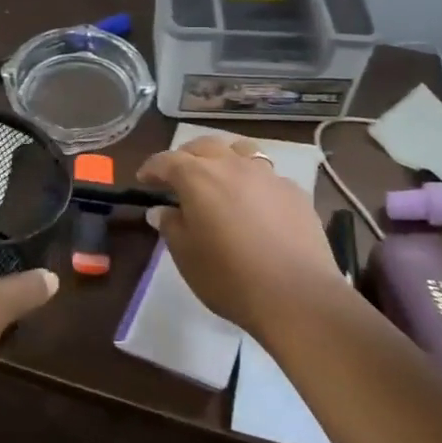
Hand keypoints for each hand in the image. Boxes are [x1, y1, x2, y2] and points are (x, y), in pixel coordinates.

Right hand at [137, 135, 346, 333]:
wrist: (297, 296)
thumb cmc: (230, 278)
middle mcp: (233, 166)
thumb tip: (162, 210)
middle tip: (178, 176)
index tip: (144, 180)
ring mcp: (268, 175)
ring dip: (223, 158)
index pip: (167, 161)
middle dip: (186, 157)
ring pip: (240, 151)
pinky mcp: (294, 192)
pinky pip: (267, 176)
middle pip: (204, 146)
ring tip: (219, 177)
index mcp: (199, 178)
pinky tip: (255, 204)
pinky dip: (253, 182)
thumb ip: (171, 227)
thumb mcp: (187, 257)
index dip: (152, 168)